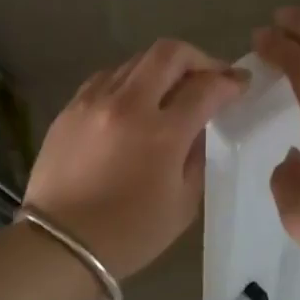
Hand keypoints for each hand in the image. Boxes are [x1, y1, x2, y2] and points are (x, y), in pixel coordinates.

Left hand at [23, 39, 248, 280]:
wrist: (60, 246)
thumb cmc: (130, 234)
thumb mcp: (183, 203)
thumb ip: (197, 156)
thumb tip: (199, 126)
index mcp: (163, 133)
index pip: (206, 87)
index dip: (229, 81)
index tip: (240, 84)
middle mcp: (128, 105)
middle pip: (170, 53)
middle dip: (199, 58)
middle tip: (211, 75)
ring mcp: (94, 101)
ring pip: (136, 60)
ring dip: (163, 68)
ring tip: (172, 89)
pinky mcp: (70, 108)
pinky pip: (107, 77)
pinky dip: (130, 80)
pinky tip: (134, 101)